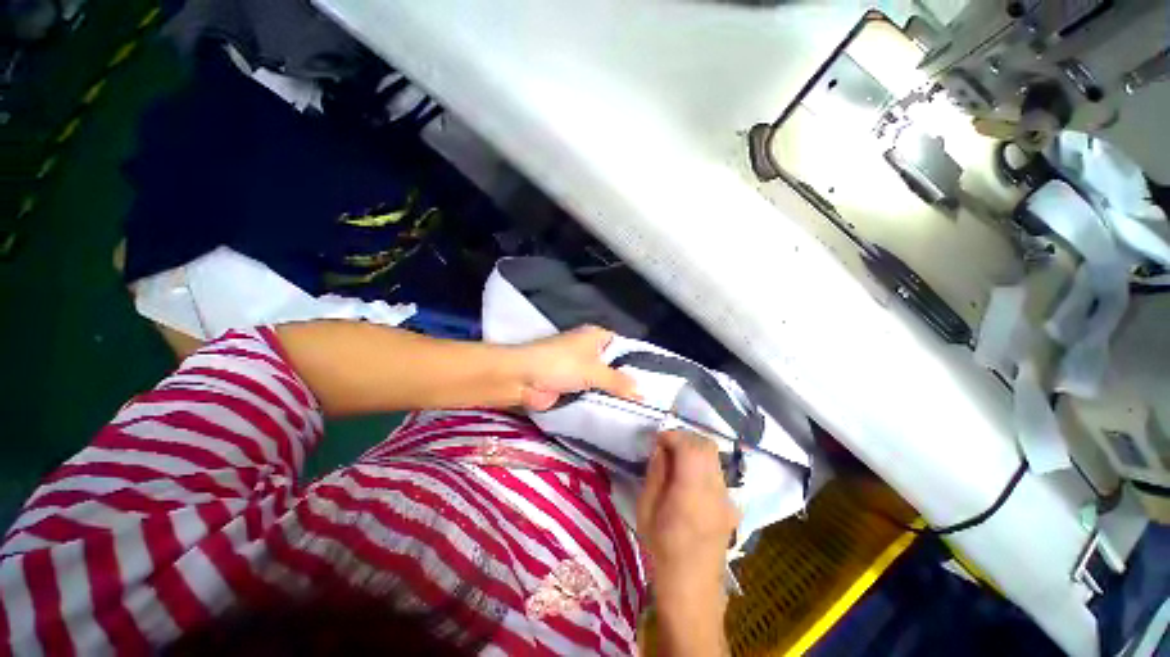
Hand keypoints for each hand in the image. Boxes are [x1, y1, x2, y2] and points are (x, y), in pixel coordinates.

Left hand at [513, 326, 639, 410]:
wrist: (522, 378)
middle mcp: (589, 350)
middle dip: (627, 381)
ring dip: (613, 393)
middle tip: (650, 399)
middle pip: (614, 365)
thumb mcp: (594, 371)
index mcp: (596, 337)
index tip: (654, 378)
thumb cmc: (560, 364)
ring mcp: (579, 369)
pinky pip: (591, 392)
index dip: (637, 361)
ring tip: (640, 410)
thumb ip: (619, 382)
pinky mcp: (571, 386)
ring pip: (603, 381)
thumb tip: (643, 393)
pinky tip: (617, 413)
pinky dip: (600, 401)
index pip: (623, 346)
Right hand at [637, 431, 738, 655]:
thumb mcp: (647, 510)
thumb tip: (661, 449)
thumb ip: (656, 474)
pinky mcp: (730, 507)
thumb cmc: (661, 551)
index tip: (657, 439)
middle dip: (685, 438)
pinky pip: (717, 474)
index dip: (673, 436)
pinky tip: (688, 480)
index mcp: (692, 492)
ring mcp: (727, 499)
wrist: (692, 592)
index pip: (690, 446)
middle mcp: (715, 491)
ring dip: (694, 450)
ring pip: (714, 458)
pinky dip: (702, 465)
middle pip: (707, 446)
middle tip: (665, 446)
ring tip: (675, 461)